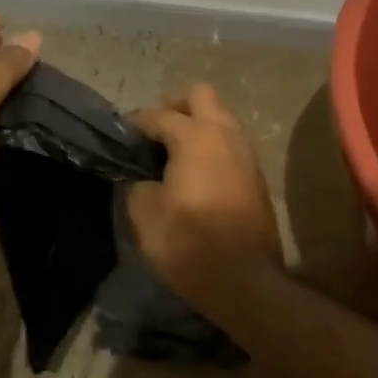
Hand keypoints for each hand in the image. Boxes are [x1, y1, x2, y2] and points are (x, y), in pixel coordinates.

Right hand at [127, 84, 285, 311]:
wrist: (246, 282)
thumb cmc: (190, 244)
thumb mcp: (145, 215)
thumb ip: (137, 185)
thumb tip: (142, 178)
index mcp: (195, 136)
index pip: (158, 115)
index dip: (136, 123)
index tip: (121, 135)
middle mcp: (225, 134)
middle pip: (200, 95)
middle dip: (174, 106)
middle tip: (154, 133)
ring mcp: (246, 153)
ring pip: (220, 118)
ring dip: (197, 126)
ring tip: (172, 154)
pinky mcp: (256, 175)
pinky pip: (229, 143)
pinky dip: (211, 146)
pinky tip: (194, 173)